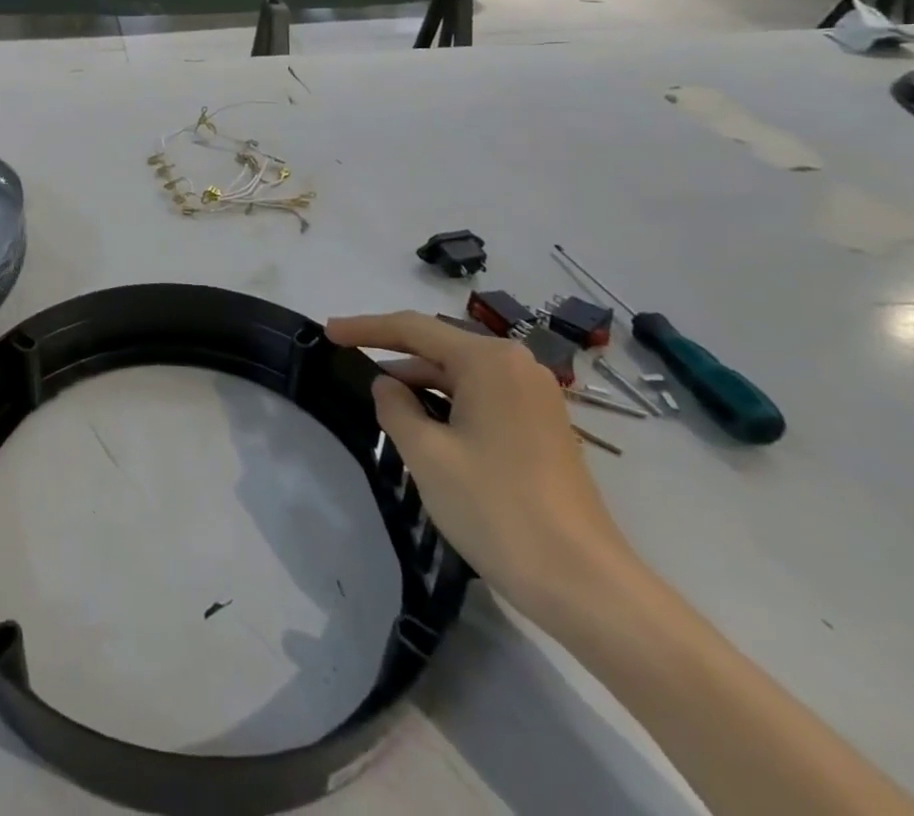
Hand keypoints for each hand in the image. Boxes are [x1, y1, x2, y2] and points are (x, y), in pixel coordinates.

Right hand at [326, 311, 635, 624]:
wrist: (586, 586)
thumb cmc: (497, 509)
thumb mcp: (427, 454)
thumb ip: (395, 407)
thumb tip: (387, 384)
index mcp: (489, 361)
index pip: (413, 328)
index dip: (365, 328)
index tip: (328, 333)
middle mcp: (517, 366)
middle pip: (439, 347)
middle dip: (393, 354)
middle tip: (348, 360)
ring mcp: (535, 397)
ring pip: (460, 375)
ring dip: (420, 383)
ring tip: (379, 399)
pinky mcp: (542, 427)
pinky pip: (481, 398)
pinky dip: (447, 403)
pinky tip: (422, 424)